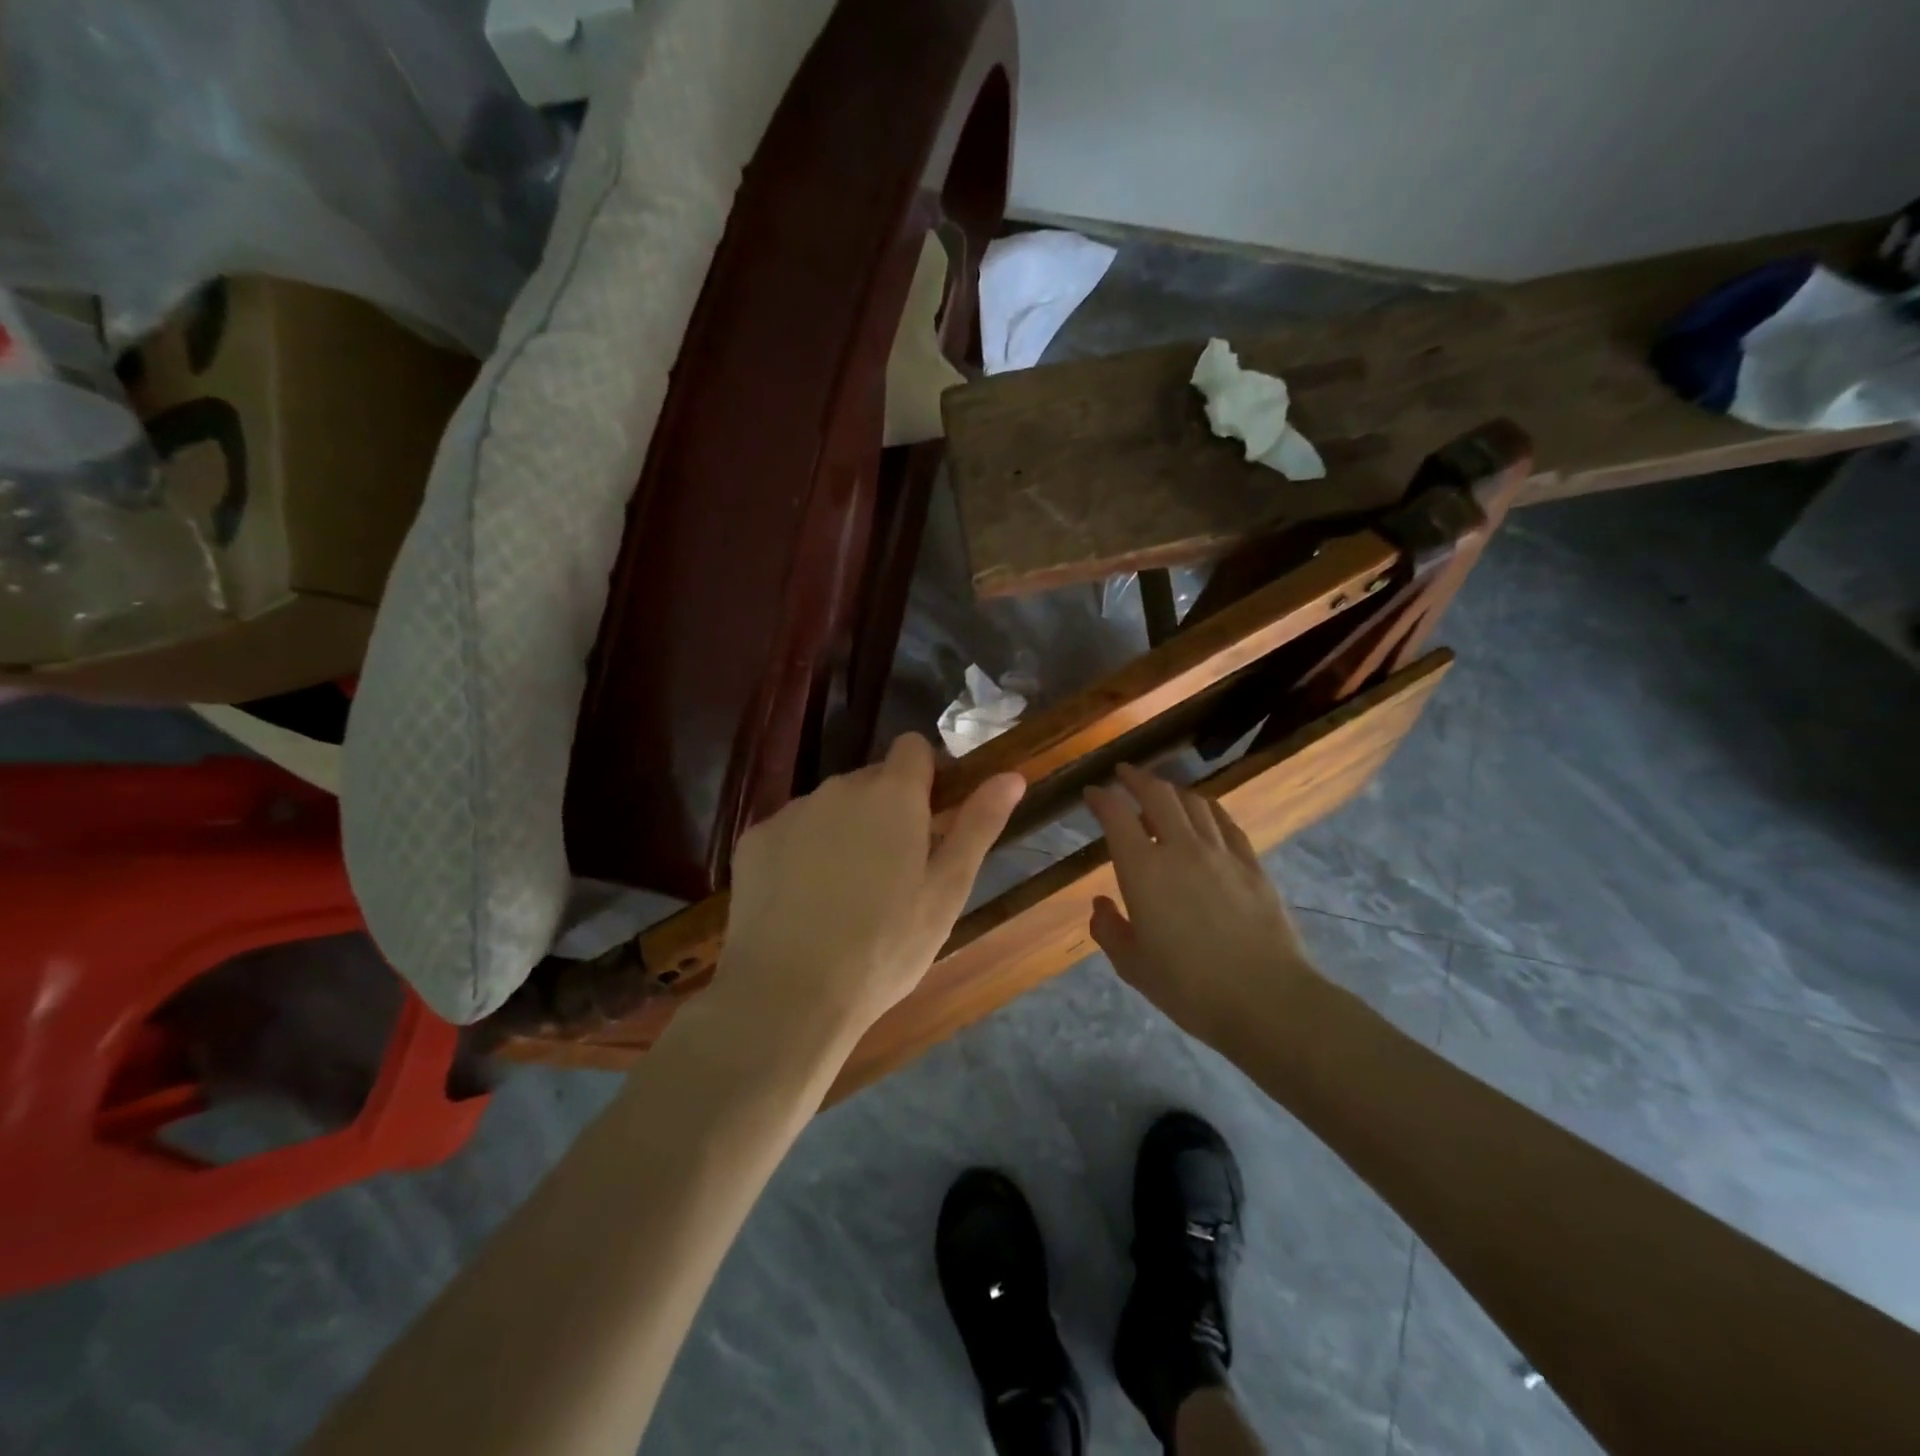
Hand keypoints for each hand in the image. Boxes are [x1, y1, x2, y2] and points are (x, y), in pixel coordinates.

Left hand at [714, 734, 1024, 1045]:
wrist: (787, 994)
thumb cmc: (885, 946)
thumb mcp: (946, 891)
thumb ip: (978, 825)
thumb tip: (1010, 775)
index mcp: (892, 795)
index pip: (913, 748)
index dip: (926, 777)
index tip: (931, 819)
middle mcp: (839, 788)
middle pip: (872, 780)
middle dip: (886, 810)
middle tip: (893, 873)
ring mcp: (792, 811)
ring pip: (831, 807)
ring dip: (844, 831)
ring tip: (846, 894)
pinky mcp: (754, 839)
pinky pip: (791, 830)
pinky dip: (802, 851)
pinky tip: (802, 902)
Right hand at [1084, 763, 1318, 1048]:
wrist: (1266, 1000)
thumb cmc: (1189, 987)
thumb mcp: (1133, 966)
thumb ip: (1109, 930)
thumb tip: (1101, 904)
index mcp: (1143, 870)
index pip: (1116, 816)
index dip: (1100, 798)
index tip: (1091, 793)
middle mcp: (1181, 849)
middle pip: (1157, 795)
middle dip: (1136, 779)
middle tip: (1123, 774)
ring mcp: (1221, 853)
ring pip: (1194, 803)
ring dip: (1172, 791)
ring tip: (1161, 793)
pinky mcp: (1252, 865)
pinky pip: (1226, 823)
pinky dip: (1208, 809)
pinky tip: (1205, 813)